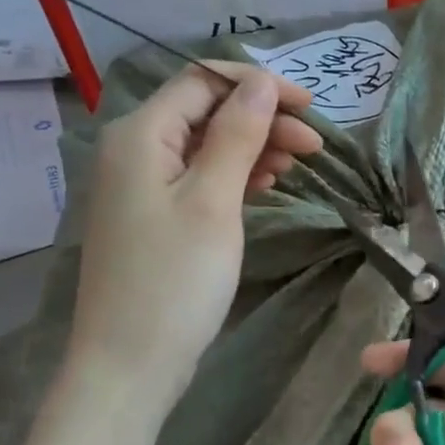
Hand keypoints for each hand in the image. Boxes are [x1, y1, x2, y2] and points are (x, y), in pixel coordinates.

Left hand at [72, 63, 322, 405]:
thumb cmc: (174, 280)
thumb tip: (260, 82)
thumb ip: (237, 135)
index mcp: (141, 134)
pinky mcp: (154, 215)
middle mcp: (134, 149)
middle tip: (314, 147)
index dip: (258, 86)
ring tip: (297, 166)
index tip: (310, 108)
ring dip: (253, 147)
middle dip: (262, 119)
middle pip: (206, 111)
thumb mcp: (213, 201)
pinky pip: (199, 176)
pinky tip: (266, 185)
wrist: (130, 363)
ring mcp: (142, 185)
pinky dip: (234, 175)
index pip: (203, 81)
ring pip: (205, 145)